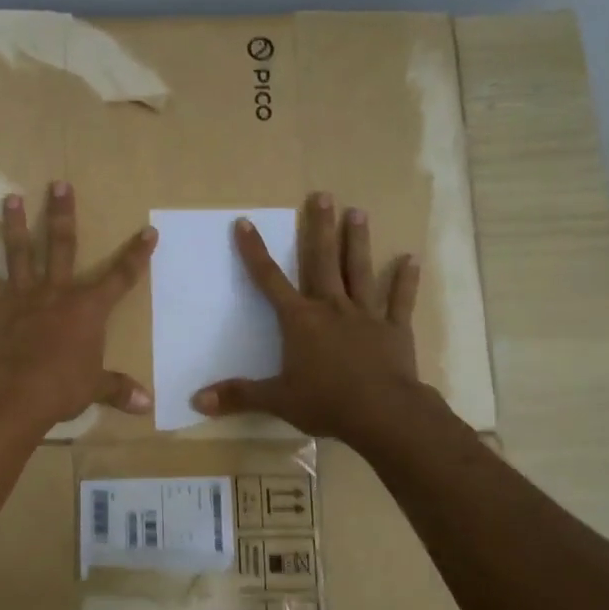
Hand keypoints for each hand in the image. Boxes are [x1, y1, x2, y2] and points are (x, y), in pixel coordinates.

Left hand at [0, 182, 156, 426]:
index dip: (137, 256)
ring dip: (16, 225)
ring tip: (11, 198)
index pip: (120, 277)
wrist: (15, 393)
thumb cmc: (61, 388)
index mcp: (87, 309)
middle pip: (62, 246)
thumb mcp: (94, 388)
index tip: (148, 231)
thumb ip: (118, 389)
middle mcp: (55, 292)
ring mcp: (21, 296)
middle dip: (62, 214)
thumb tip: (147, 405)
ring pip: (19, 253)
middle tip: (58, 185)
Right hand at [192, 193, 426, 441]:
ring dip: (358, 241)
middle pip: (323, 261)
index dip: (255, 252)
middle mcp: (332, 308)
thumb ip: (238, 396)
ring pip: (360, 271)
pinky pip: (400, 300)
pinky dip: (406, 280)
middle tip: (323, 196)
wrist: (382, 413)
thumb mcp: (277, 400)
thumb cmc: (326, 402)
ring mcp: (366, 315)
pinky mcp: (395, 329)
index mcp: (300, 321)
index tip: (246, 223)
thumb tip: (197, 401)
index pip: (270, 280)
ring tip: (359, 212)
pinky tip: (411, 258)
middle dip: (320, 228)